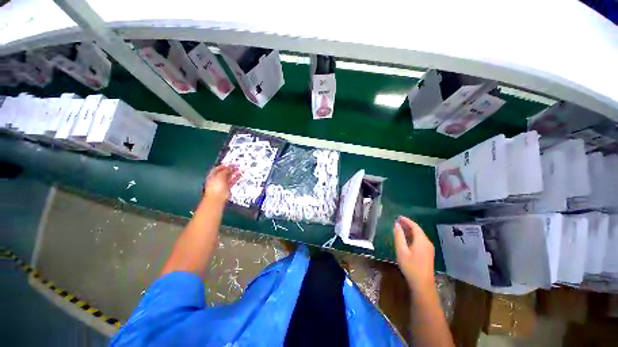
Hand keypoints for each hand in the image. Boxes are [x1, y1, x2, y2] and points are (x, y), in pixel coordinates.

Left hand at [204, 165, 241, 202]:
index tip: (231, 163)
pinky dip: (236, 178)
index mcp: (212, 175)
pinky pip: (232, 181)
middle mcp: (217, 179)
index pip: (218, 168)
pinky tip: (240, 175)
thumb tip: (230, 167)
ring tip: (240, 169)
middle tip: (237, 165)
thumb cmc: (216, 186)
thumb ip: (226, 170)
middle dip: (230, 169)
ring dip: (234, 173)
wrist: (217, 198)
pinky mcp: (228, 187)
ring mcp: (222, 183)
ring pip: (229, 176)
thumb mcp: (220, 176)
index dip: (224, 165)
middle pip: (224, 172)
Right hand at [393, 216, 434, 290]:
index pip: (414, 226)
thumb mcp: (401, 250)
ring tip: (400, 229)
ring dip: (410, 231)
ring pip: (419, 235)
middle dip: (408, 225)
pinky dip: (413, 237)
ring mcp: (429, 248)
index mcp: (421, 240)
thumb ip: (399, 236)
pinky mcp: (428, 253)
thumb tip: (396, 224)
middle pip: (418, 230)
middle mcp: (427, 242)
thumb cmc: (410, 266)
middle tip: (397, 222)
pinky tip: (406, 239)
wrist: (422, 284)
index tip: (398, 217)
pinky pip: (420, 240)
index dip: (406, 220)